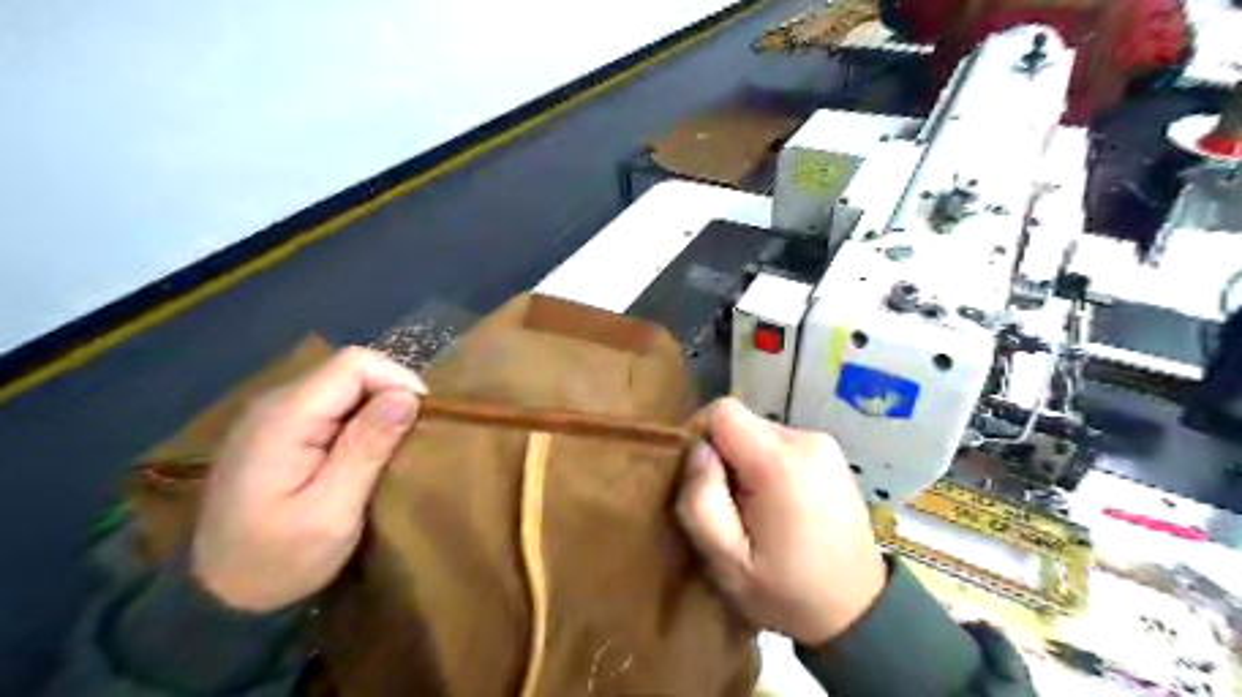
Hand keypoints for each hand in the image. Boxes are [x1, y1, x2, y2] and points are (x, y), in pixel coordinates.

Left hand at [190, 346, 426, 609]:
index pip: (354, 364)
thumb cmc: (277, 559)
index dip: (397, 380)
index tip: (422, 419)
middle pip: (350, 369)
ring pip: (344, 384)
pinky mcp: (281, 430)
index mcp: (285, 418)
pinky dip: (362, 417)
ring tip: (398, 443)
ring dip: (379, 406)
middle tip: (414, 437)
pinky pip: (333, 404)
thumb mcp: (332, 511)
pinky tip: (370, 448)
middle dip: (392, 393)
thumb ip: (367, 448)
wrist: (214, 595)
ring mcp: (275, 415)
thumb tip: (407, 397)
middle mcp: (276, 403)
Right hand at [676, 400, 888, 644]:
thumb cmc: (786, 592)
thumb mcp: (726, 561)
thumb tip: (697, 450)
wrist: (858, 611)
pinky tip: (777, 505)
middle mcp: (806, 440)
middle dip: (724, 455)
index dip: (700, 435)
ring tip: (753, 509)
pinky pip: (782, 444)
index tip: (699, 476)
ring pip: (760, 432)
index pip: (722, 411)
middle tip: (727, 504)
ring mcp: (824, 445)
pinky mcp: (832, 454)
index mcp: (779, 462)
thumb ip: (700, 500)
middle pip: (742, 422)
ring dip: (746, 462)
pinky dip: (768, 465)